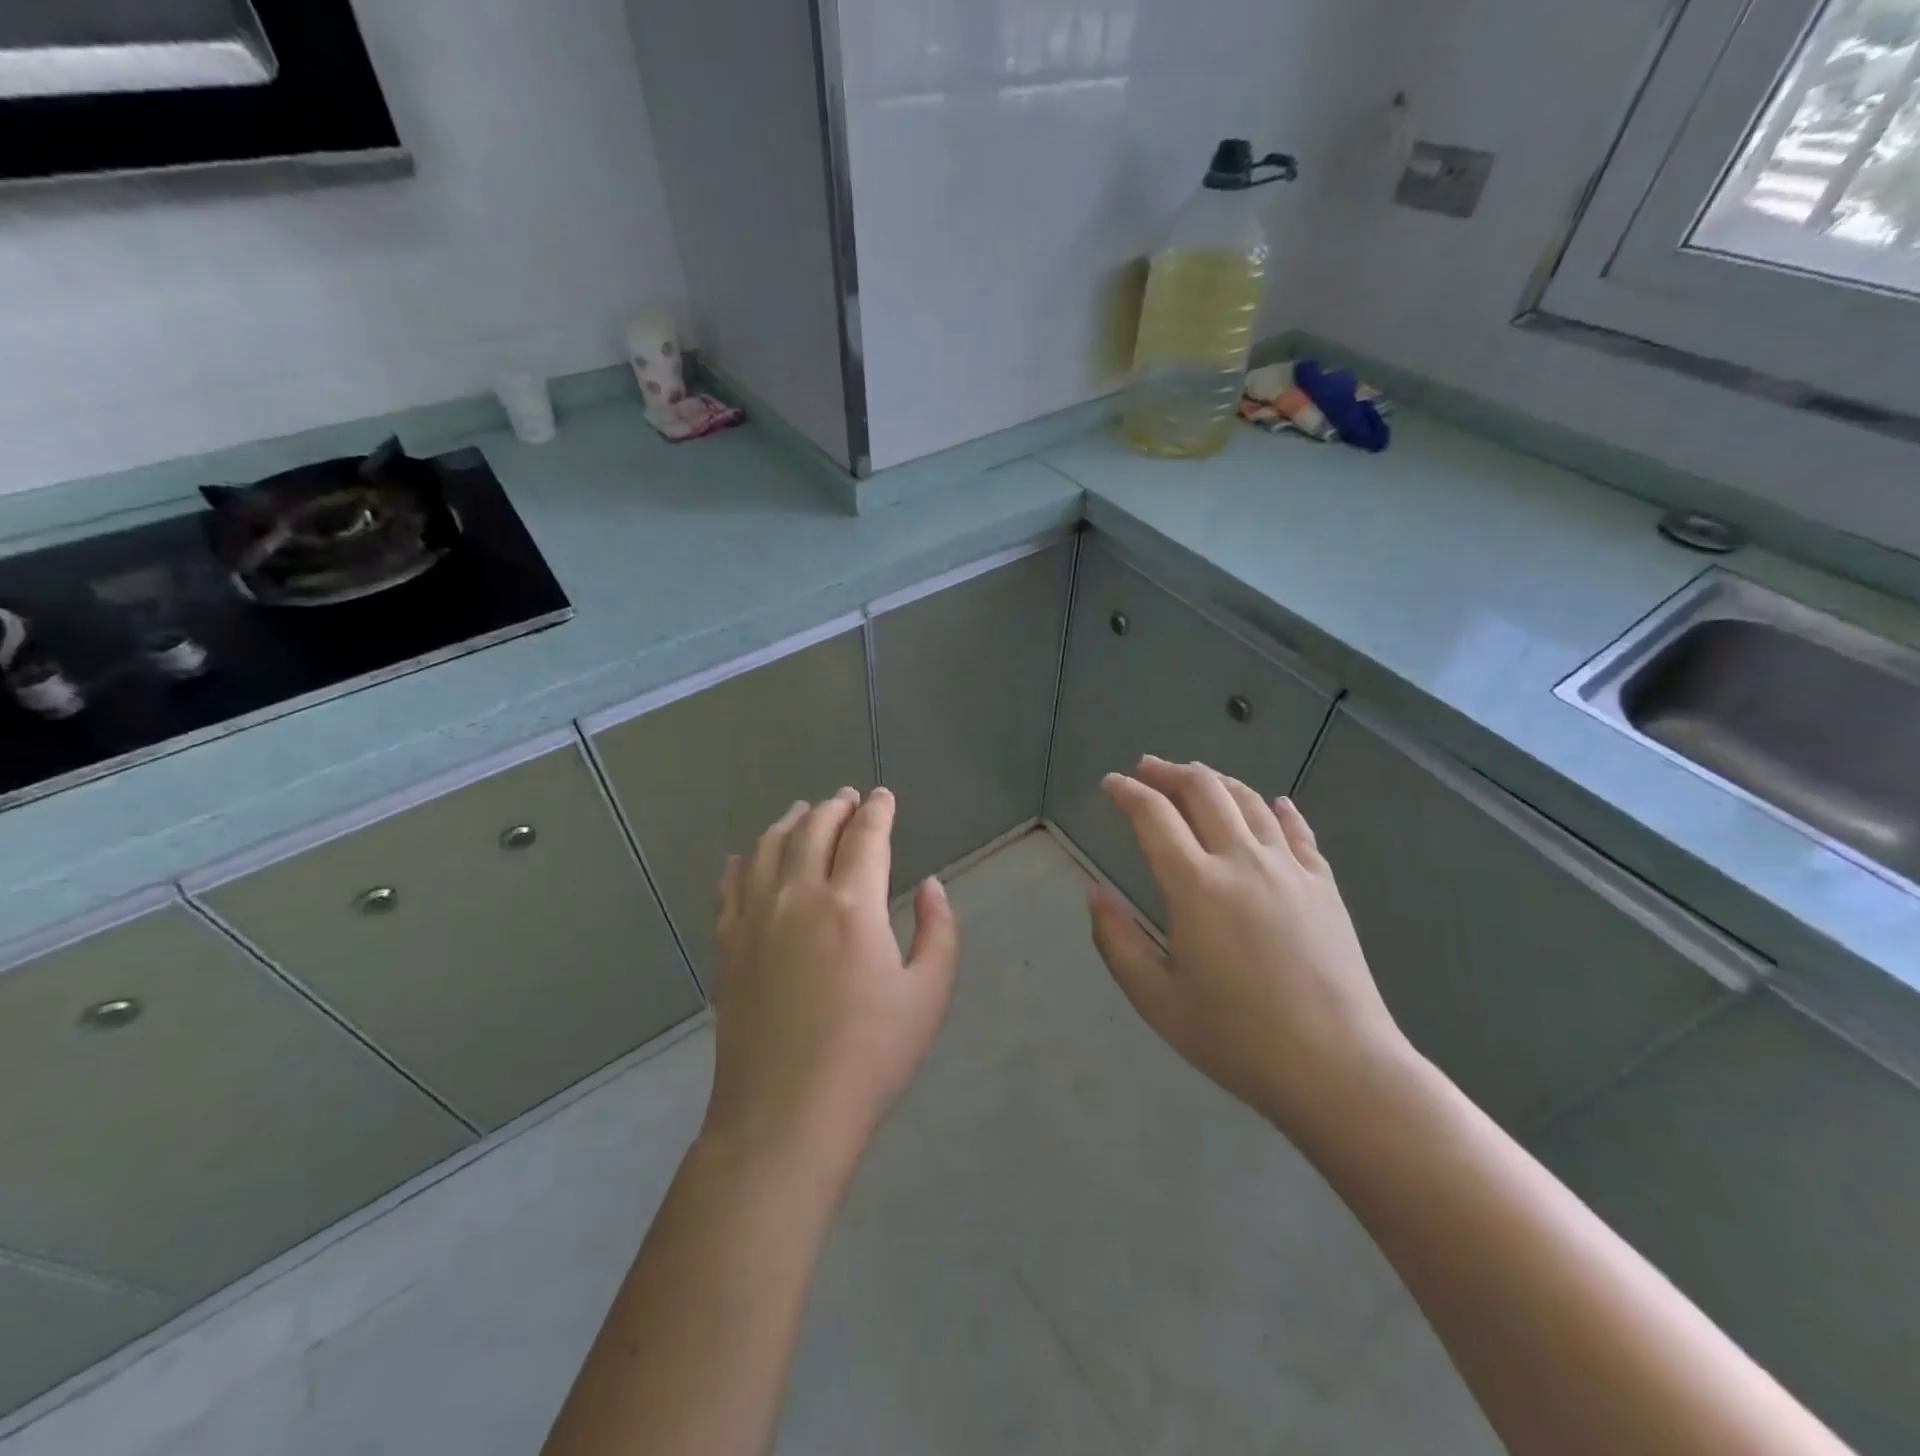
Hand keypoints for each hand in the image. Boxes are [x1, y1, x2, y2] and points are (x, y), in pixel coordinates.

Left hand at [703, 787, 959, 1172]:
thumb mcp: (927, 995)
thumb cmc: (868, 1057)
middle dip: (835, 807)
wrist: (784, 1115)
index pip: (866, 836)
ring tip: (804, 812)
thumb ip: (938, 931)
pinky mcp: (728, 946)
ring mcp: (756, 919)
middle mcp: (799, 897)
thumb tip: (930, 884)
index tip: (883, 796)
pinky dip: (743, 861)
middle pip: (814, 830)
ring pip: (769, 848)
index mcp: (852, 905)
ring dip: (790, 822)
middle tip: (848, 797)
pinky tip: (747, 856)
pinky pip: (730, 886)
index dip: (877, 810)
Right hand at [1087, 756, 1413, 1139]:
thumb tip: (1094, 892)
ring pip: (1249, 801)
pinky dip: (1279, 809)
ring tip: (1196, 776)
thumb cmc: (1237, 1038)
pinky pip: (1298, 831)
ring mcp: (1289, 869)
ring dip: (1216, 780)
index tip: (1111, 783)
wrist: (1338, 1068)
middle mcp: (1241, 861)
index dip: (1127, 793)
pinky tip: (1274, 803)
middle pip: (1204, 791)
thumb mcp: (1157, 999)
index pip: (1154, 816)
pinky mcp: (1324, 886)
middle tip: (1147, 769)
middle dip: (1169, 773)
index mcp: (1195, 886)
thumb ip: (1117, 940)